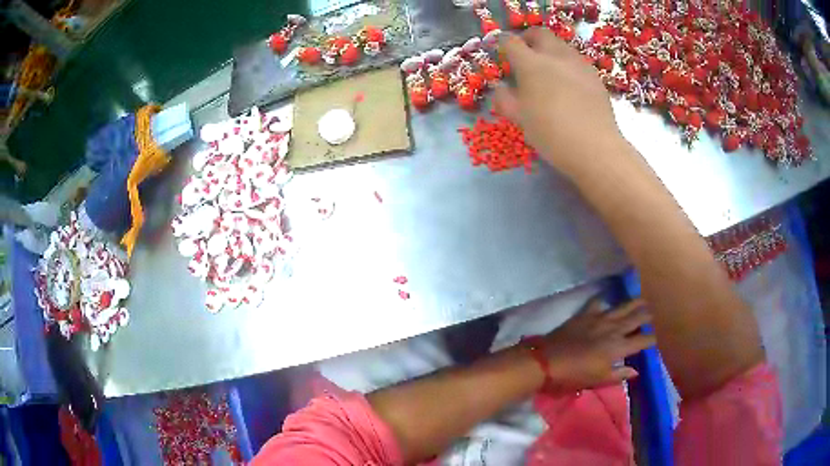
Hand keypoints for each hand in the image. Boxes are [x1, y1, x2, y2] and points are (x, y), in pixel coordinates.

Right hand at [494, 28, 626, 178]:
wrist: (595, 148)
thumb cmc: (551, 133)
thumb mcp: (520, 119)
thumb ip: (505, 99)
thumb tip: (499, 88)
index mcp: (531, 64)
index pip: (511, 42)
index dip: (503, 44)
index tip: (502, 52)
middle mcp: (555, 56)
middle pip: (540, 33)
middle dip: (529, 38)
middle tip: (525, 54)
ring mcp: (578, 64)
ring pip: (561, 45)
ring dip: (550, 50)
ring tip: (547, 70)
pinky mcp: (595, 76)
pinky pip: (576, 61)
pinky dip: (567, 65)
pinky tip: (569, 84)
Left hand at [542, 298, 655, 390]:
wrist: (547, 361)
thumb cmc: (574, 375)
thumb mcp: (599, 380)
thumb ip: (619, 374)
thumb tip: (637, 371)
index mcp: (619, 347)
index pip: (643, 340)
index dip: (653, 338)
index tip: (660, 336)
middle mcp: (614, 329)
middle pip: (637, 318)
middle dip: (649, 314)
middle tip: (657, 311)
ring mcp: (600, 318)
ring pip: (623, 306)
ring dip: (635, 303)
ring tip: (644, 299)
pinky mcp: (586, 313)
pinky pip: (599, 302)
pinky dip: (606, 301)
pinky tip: (610, 300)